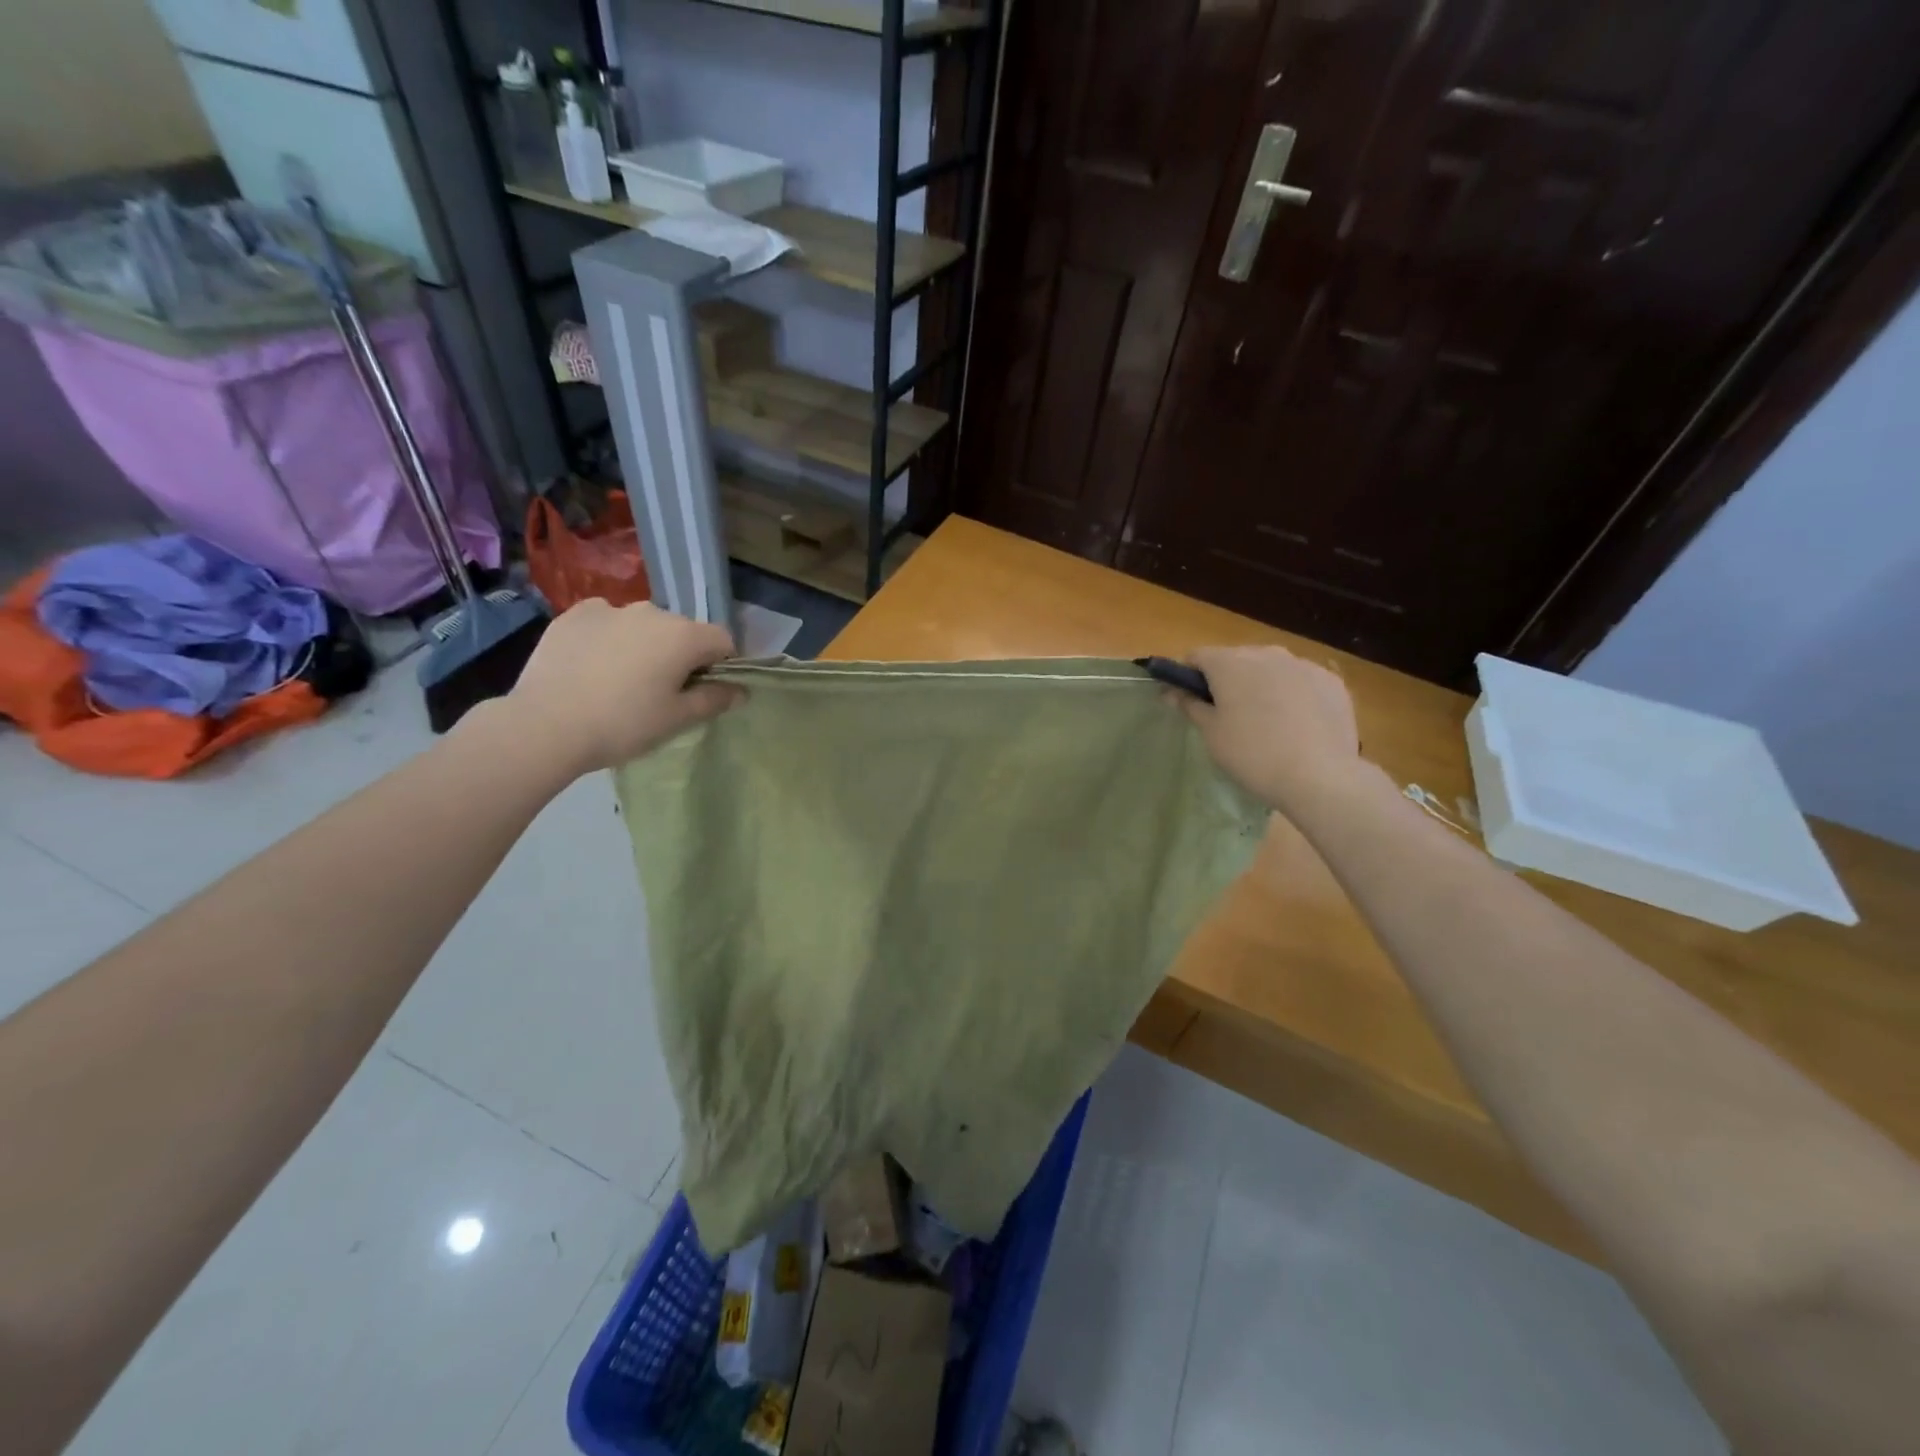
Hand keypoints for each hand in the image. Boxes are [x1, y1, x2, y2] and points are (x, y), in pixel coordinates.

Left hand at [504, 600, 742, 773]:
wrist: (545, 726)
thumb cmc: (623, 724)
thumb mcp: (677, 719)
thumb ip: (714, 699)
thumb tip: (740, 690)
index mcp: (684, 635)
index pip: (723, 640)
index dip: (721, 664)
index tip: (705, 690)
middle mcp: (652, 612)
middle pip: (682, 630)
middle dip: (681, 654)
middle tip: (662, 691)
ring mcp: (610, 609)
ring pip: (643, 625)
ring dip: (645, 644)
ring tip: (623, 679)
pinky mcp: (574, 615)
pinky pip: (606, 621)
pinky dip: (609, 637)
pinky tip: (594, 665)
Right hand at [1173, 644, 1364, 814]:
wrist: (1319, 777)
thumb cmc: (1252, 754)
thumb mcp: (1212, 733)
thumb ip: (1190, 705)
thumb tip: (1170, 690)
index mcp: (1229, 663)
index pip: (1197, 656)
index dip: (1189, 676)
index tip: (1191, 700)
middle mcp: (1265, 653)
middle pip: (1236, 658)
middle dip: (1228, 679)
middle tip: (1229, 715)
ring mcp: (1303, 664)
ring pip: (1271, 668)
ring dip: (1261, 684)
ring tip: (1267, 721)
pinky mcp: (1331, 681)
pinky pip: (1301, 680)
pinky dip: (1293, 693)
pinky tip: (1297, 724)